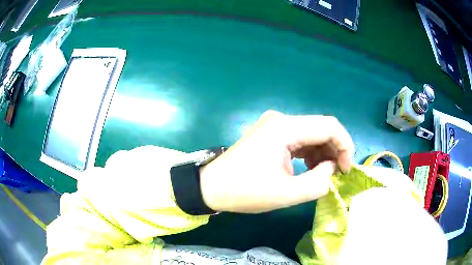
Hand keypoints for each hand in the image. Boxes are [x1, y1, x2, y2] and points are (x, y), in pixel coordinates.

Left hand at [200, 110, 353, 212]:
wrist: (211, 186)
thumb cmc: (245, 191)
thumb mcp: (286, 194)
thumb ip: (319, 182)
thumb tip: (332, 167)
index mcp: (285, 128)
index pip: (329, 126)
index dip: (345, 145)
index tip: (346, 169)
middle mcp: (281, 119)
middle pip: (321, 127)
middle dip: (334, 150)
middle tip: (337, 174)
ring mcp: (274, 125)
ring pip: (311, 133)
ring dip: (322, 152)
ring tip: (323, 174)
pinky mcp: (270, 133)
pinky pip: (299, 138)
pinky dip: (309, 152)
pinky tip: (309, 168)